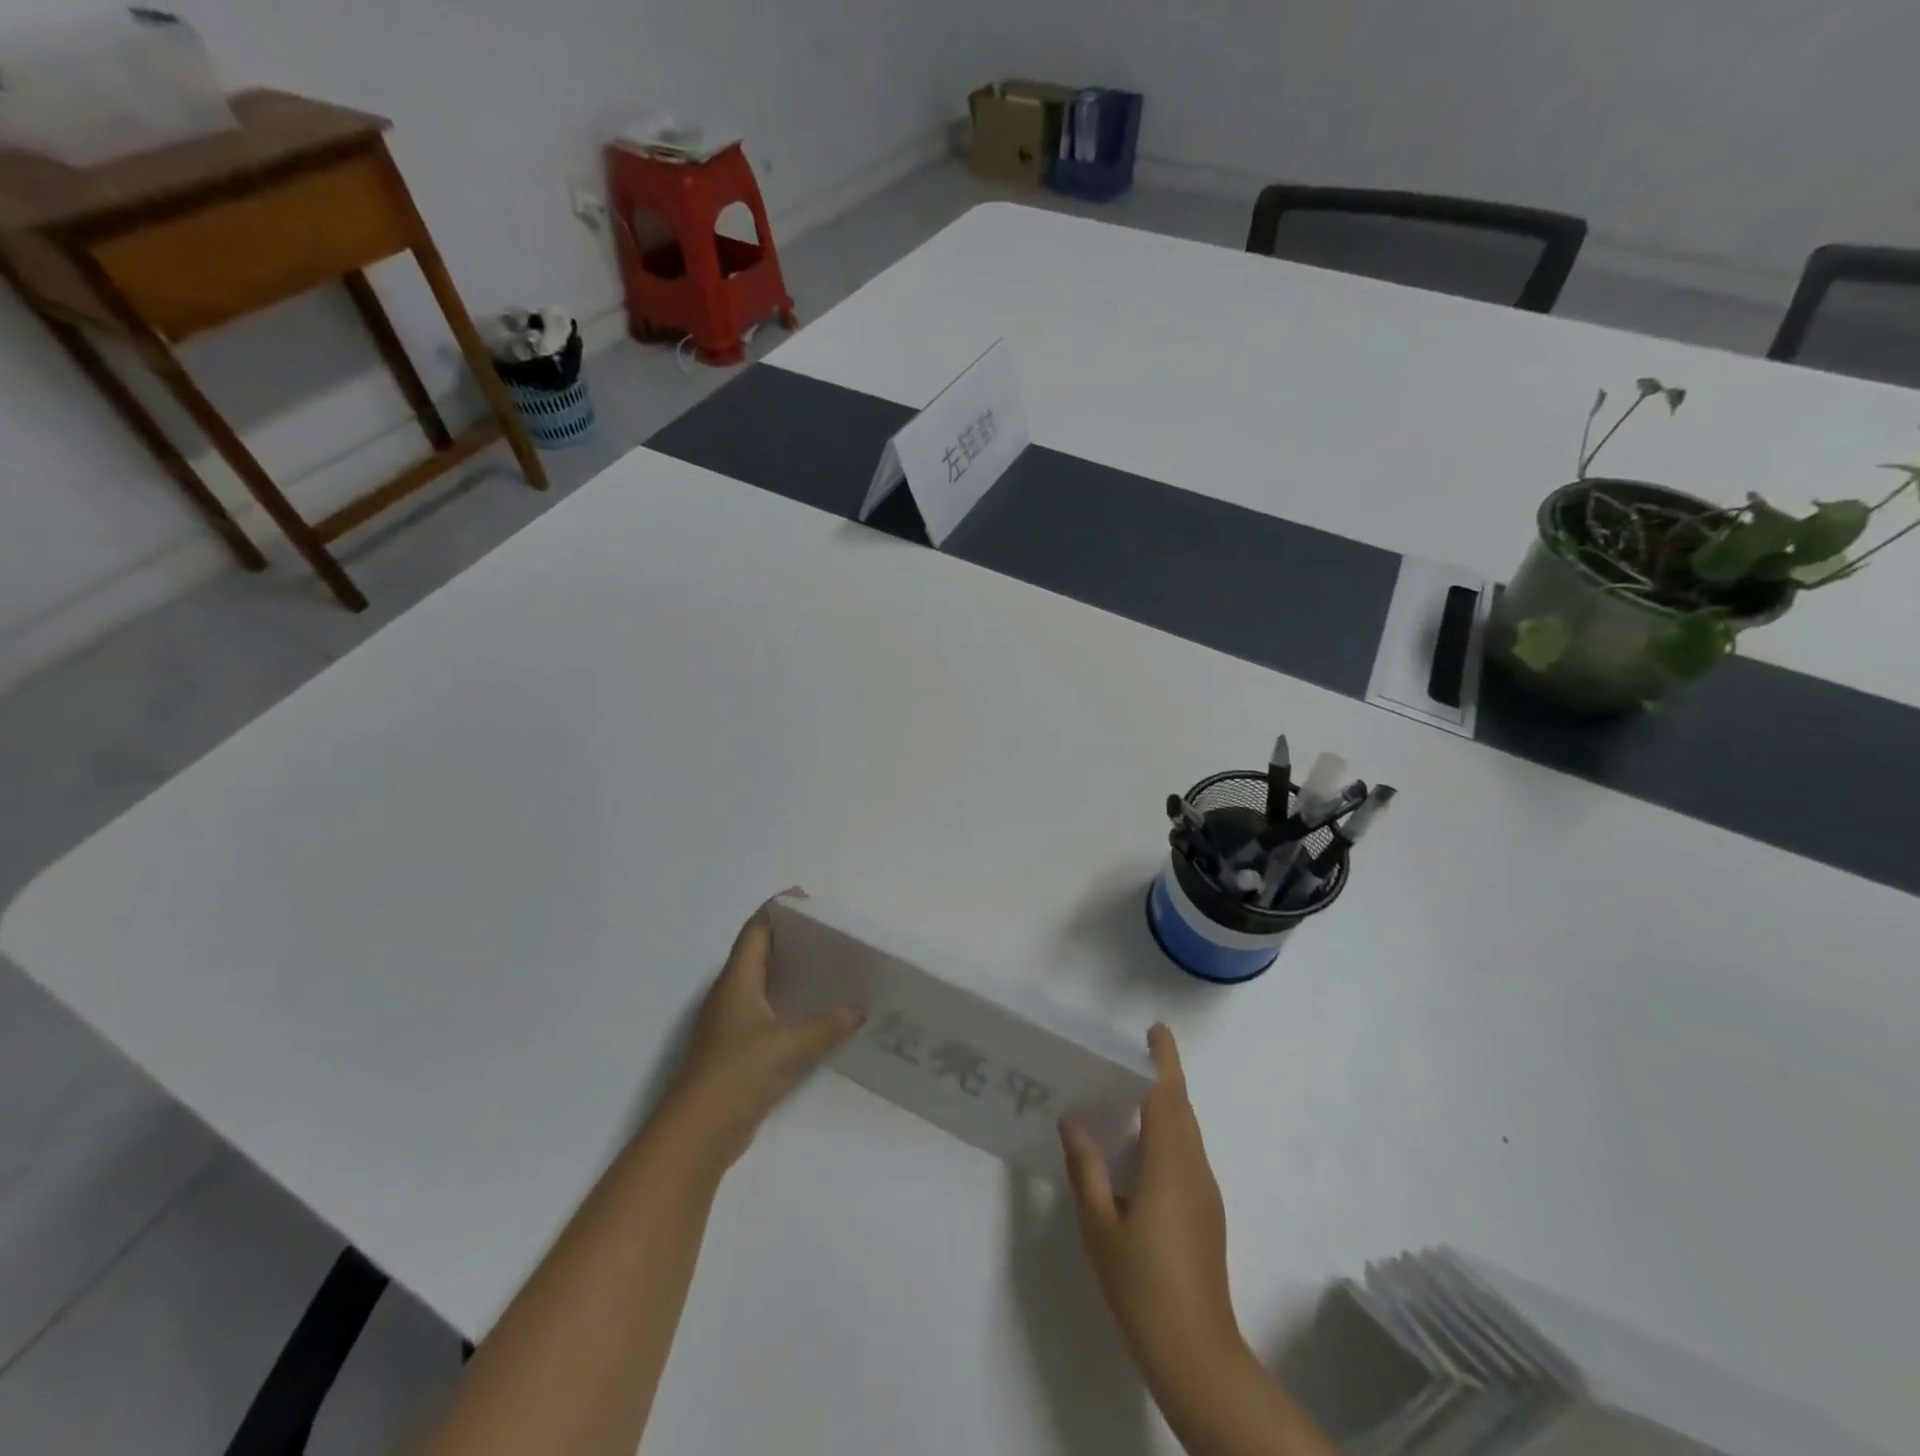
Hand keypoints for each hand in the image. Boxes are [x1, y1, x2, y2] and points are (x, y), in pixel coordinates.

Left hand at [656, 892, 863, 1174]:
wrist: (698, 1135)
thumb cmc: (737, 1074)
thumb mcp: (788, 1045)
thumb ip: (827, 1026)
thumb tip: (859, 1010)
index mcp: (737, 980)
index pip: (757, 930)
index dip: (780, 909)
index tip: (811, 901)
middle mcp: (732, 994)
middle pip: (762, 952)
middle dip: (794, 939)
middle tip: (832, 935)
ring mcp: (734, 1023)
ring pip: (767, 983)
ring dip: (794, 973)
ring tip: (833, 968)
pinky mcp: (740, 1050)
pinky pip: (771, 1013)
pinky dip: (793, 1006)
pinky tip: (820, 1015)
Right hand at [1060, 1024, 1246, 1392]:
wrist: (1196, 1354)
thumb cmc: (1141, 1284)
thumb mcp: (1100, 1225)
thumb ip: (1086, 1167)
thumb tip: (1073, 1119)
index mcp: (1169, 1164)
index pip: (1168, 1096)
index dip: (1164, 1060)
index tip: (1156, 1029)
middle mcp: (1194, 1168)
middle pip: (1181, 1109)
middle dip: (1163, 1076)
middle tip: (1130, 1055)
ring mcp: (1205, 1192)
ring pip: (1187, 1132)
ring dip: (1166, 1104)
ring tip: (1129, 1093)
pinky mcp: (1207, 1212)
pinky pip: (1187, 1154)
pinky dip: (1168, 1132)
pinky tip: (1141, 1148)